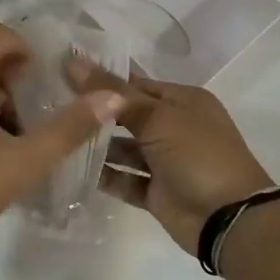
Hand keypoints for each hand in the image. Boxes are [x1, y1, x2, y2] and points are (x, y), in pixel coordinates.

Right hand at [70, 60, 274, 252]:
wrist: (228, 218)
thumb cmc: (198, 155)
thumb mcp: (157, 117)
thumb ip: (113, 93)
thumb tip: (72, 61)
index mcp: (183, 101)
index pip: (135, 84)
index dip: (101, 80)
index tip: (62, 76)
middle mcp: (175, 127)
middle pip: (127, 115)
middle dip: (95, 113)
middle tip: (50, 106)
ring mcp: (165, 162)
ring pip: (123, 149)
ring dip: (96, 145)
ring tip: (56, 137)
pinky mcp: (155, 192)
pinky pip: (124, 179)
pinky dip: (103, 175)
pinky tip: (71, 168)